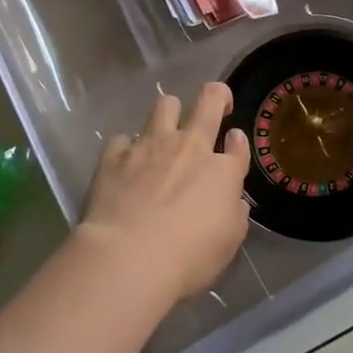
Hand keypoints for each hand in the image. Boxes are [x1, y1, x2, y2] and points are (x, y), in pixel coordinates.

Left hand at [75, 82, 251, 301]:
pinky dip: (126, 148)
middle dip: (216, 96)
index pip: (238, 142)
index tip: (232, 143)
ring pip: (165, 104)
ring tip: (165, 132)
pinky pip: (122, 138)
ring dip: (170, 112)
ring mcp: (149, 146)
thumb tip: (233, 199)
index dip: (238, 140)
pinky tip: (125, 164)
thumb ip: (234, 213)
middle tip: (215, 106)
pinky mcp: (115, 155)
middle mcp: (188, 146)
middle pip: (208, 100)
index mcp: (222, 170)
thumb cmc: (189, 257)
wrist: (129, 257)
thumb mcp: (228, 243)